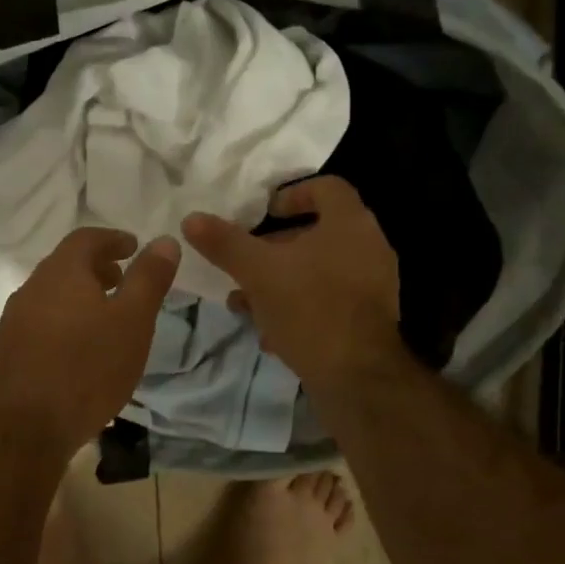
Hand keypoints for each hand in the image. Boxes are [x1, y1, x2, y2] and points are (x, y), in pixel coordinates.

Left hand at [0, 227, 179, 457]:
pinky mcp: (8, 351)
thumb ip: (149, 278)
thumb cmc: (88, 368)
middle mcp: (31, 288)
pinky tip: (79, 349)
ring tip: (105, 317)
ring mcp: (14, 321)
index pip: (86, 238)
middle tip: (123, 279)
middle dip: (96, 267)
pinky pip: (41, 322)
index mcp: (61, 272)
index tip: (134, 247)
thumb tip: (165, 240)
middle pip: (65, 265)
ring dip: (80, 295)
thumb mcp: (133, 321)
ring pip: (51, 295)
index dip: (113, 238)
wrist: (26, 427)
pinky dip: (65, 320)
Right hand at [183, 176, 403, 390]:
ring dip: (282, 281)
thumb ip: (225, 243)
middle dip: (276, 247)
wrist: (356, 376)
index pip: (326, 187)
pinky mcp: (367, 319)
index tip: (264, 212)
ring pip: (319, 271)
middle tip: (246, 261)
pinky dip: (300, 307)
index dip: (292, 193)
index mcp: (350, 224)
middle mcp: (369, 248)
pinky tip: (271, 333)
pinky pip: (329, 300)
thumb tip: (191, 219)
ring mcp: (372, 285)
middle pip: (318, 233)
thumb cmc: (309, 309)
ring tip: (246, 303)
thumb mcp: (258, 272)